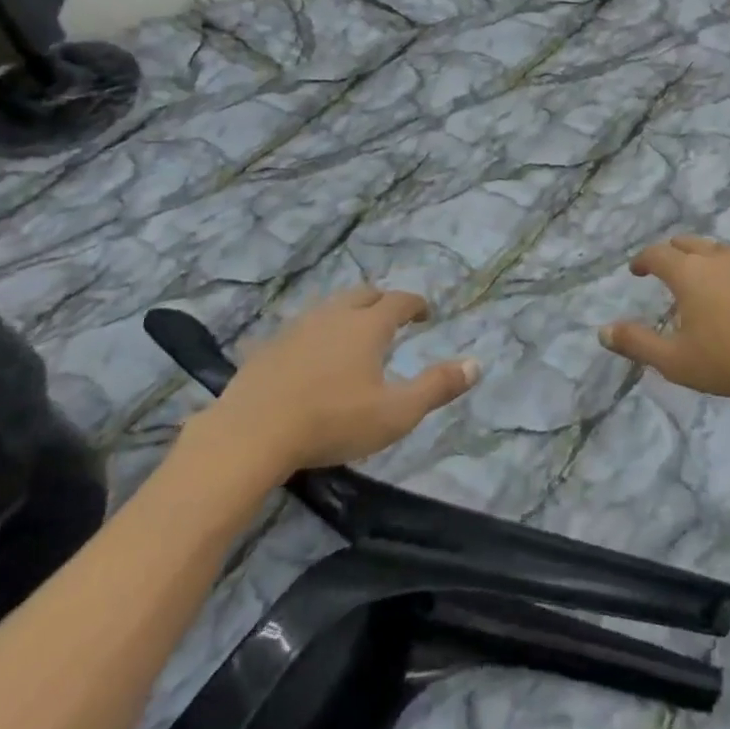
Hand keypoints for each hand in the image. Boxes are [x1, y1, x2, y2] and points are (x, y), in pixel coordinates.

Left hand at [183, 285, 479, 479]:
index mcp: (368, 325)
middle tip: (391, 317)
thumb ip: (437, 387)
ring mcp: (297, 328)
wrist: (252, 434)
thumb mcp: (396, 413)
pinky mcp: (268, 347)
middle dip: (381, 301)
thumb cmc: (333, 421)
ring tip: (352, 333)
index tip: (425, 314)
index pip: (399, 301)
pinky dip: (315, 333)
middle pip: (363, 294)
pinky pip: (299, 328)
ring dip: (346, 313)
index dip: (416, 305)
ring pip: (329, 307)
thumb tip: (477, 363)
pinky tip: (309, 355)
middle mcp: (334, 315)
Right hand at [600, 236, 729, 400]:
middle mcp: (717, 258)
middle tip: (665, 267)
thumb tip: (602, 331)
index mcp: (688, 273)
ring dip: (703, 258)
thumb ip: (638, 343)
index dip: (642, 260)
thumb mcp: (677, 361)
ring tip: (702, 278)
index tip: (635, 270)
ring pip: (718, 250)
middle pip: (687, 242)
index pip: (657, 254)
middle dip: (671, 251)